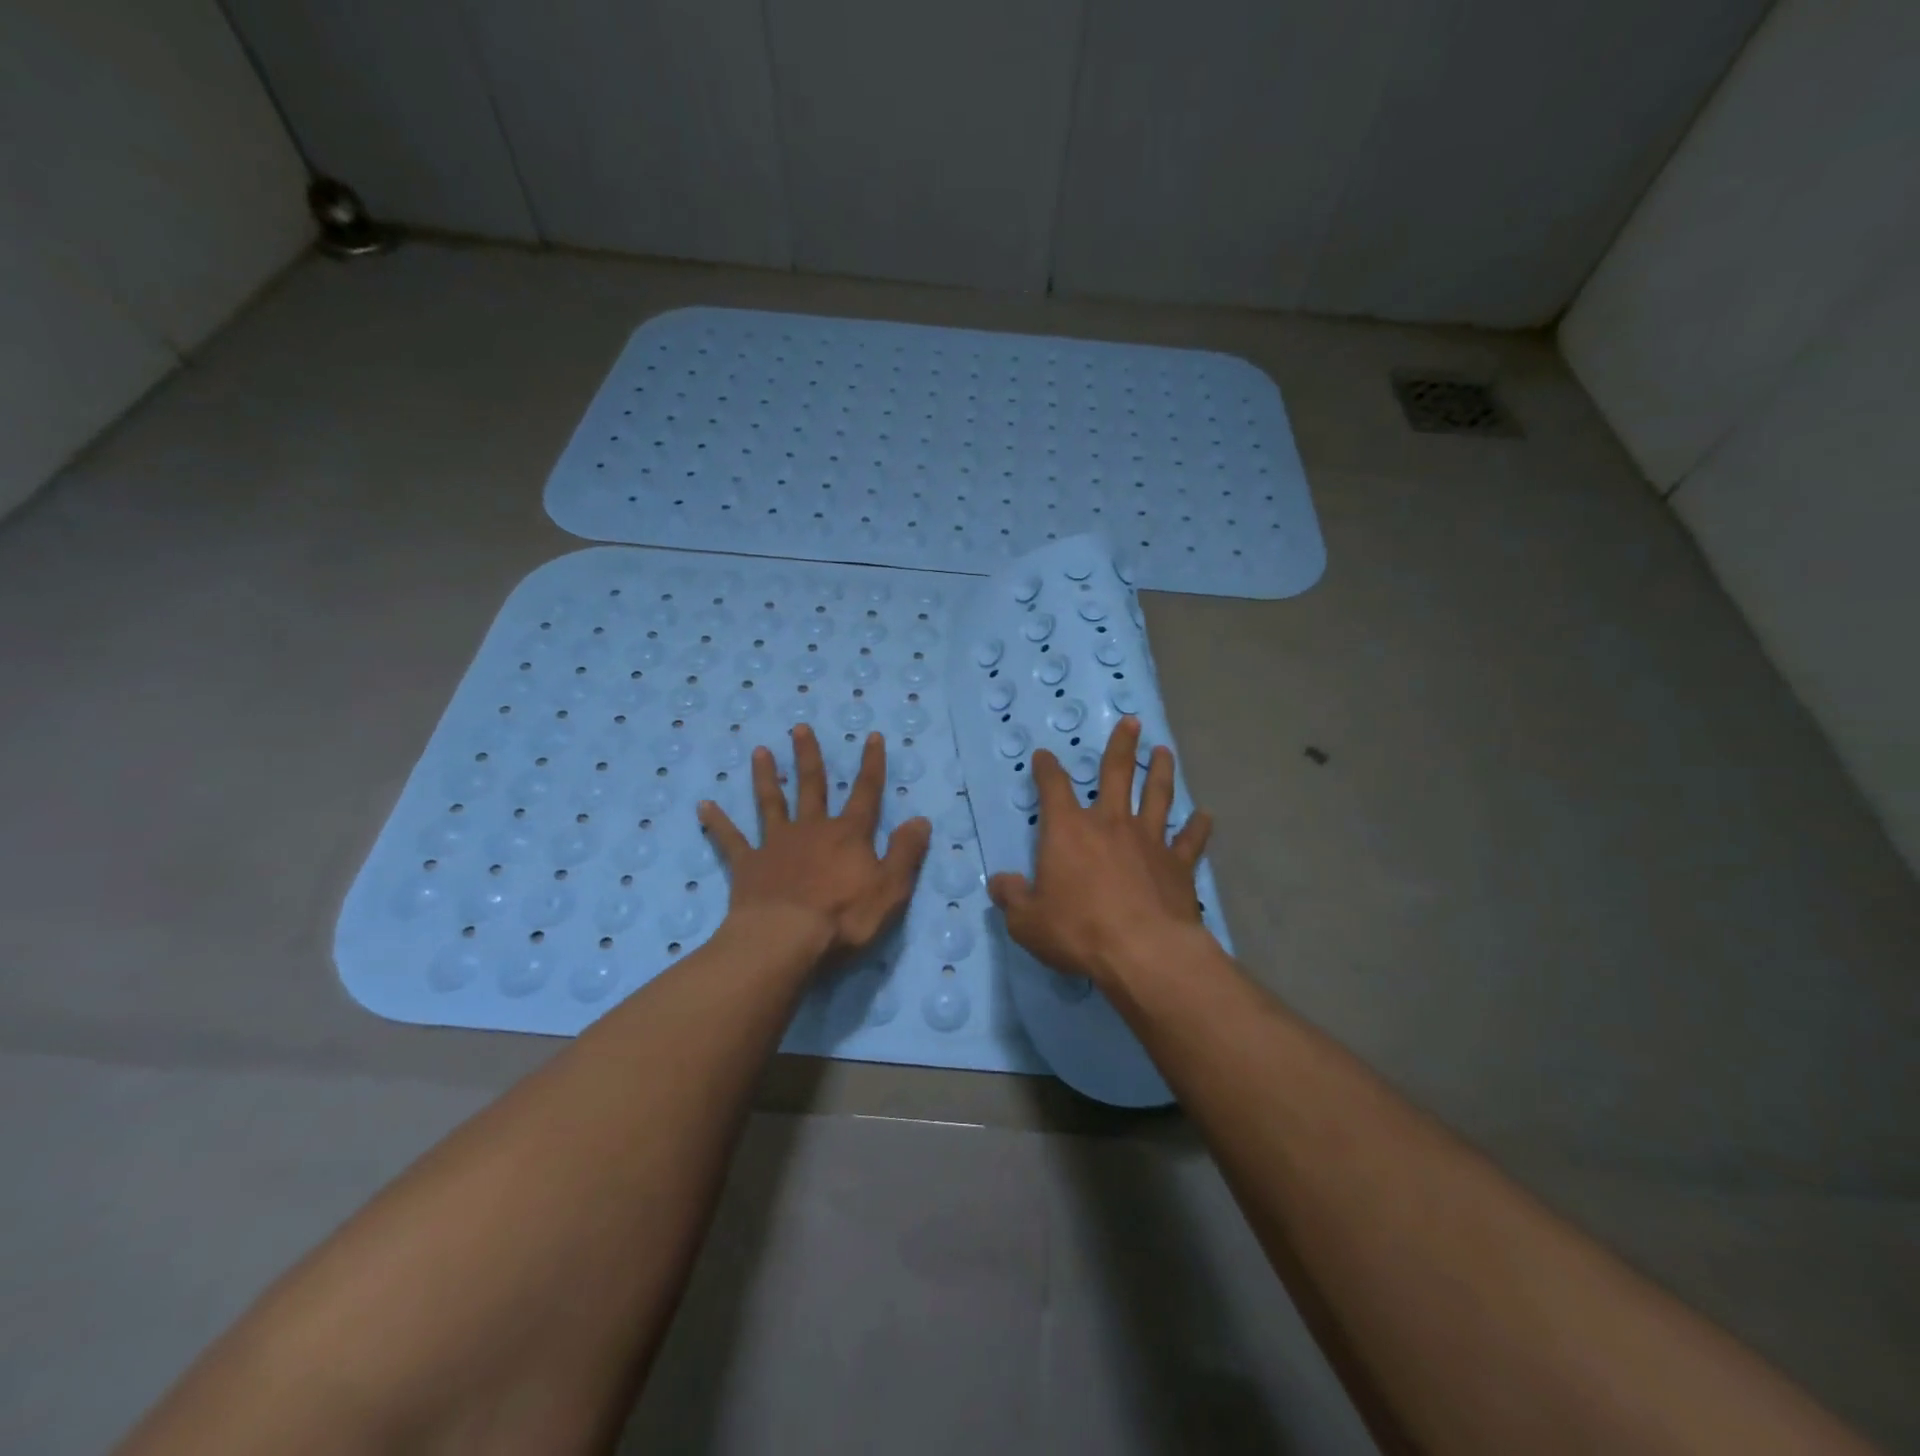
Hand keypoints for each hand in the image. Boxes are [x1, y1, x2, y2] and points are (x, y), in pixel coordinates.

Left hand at [698, 723, 931, 966]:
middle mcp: (812, 829)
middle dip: (809, 756)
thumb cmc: (844, 918)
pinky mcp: (748, 865)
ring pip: (771, 802)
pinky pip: (730, 840)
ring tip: (760, 751)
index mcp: (848, 835)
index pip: (866, 792)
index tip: (872, 736)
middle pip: (812, 786)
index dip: (872, 764)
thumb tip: (921, 819)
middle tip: (799, 728)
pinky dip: (717, 822)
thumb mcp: (890, 889)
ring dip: (766, 776)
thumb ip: (906, 853)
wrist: (784, 940)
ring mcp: (776, 845)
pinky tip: (703, 805)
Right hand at [988, 717, 1212, 992]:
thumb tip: (999, 883)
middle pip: (1117, 774)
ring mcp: (1149, 841)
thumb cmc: (1078, 931)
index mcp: (1068, 830)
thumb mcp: (1027, 921)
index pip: (1053, 787)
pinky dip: (1198, 827)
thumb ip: (1012, 898)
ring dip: (1160, 772)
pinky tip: (1206, 817)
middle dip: (1122, 746)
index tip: (1044, 755)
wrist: (1143, 952)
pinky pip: (1190, 840)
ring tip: (1165, 752)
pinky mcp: (1178, 865)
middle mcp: (1110, 824)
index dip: (1047, 769)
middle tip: (1132, 722)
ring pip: (1157, 796)